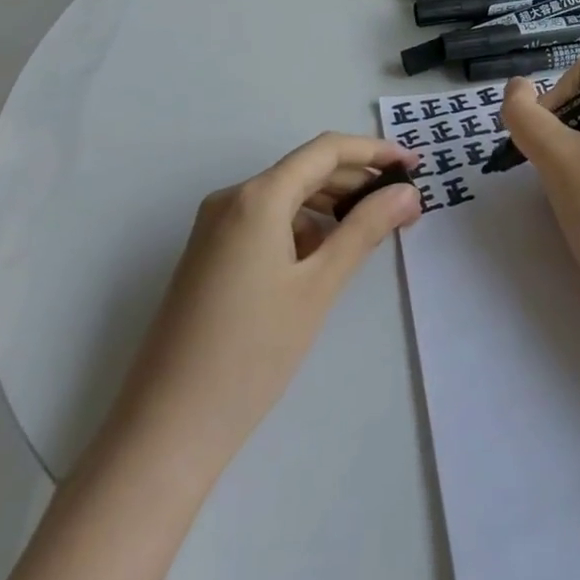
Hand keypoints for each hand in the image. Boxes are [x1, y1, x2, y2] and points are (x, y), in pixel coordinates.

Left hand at [103, 134, 421, 479]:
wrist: (166, 428)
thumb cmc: (252, 351)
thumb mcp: (319, 286)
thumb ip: (366, 229)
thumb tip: (408, 192)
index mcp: (257, 197)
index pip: (326, 150)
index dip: (374, 151)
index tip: (414, 165)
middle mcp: (232, 199)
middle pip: (305, 170)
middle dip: (356, 181)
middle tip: (403, 205)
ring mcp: (214, 228)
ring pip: (286, 197)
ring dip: (331, 206)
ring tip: (371, 232)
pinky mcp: (209, 255)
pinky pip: (265, 222)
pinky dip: (301, 228)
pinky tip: (322, 260)